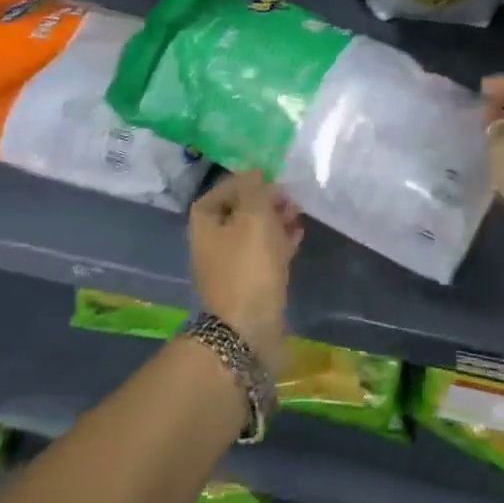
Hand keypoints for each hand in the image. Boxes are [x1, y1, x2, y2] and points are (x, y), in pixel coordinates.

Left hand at [189, 170, 302, 371]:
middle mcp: (212, 241)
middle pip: (241, 210)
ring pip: (255, 232)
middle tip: (289, 198)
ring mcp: (231, 264)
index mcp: (205, 222)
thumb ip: (256, 189)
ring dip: (276, 220)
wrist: (247, 328)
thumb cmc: (247, 265)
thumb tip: (257, 173)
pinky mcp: (249, 282)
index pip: (223, 189)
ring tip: (298, 215)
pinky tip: (297, 235)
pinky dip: (280, 241)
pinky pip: (264, 253)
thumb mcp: (254, 216)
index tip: (272, 179)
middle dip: (266, 201)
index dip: (247, 181)